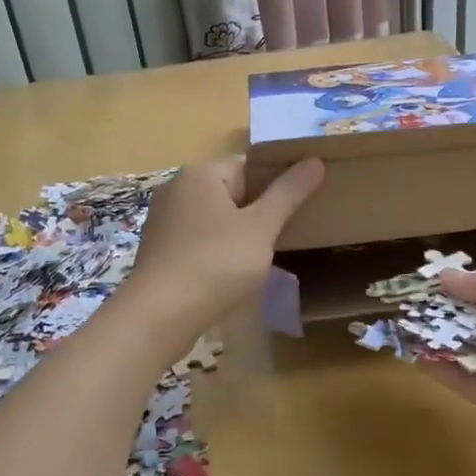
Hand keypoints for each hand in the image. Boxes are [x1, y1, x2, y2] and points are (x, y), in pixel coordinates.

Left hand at [124, 156, 323, 338]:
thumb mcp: (261, 227)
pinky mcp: (162, 250)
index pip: (250, 164)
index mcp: (201, 174)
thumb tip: (314, 160)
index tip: (304, 202)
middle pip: (232, 190)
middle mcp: (178, 189)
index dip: (279, 180)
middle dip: (261, 208)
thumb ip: (288, 193)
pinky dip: (221, 249)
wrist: (161, 315)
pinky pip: (201, 239)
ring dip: (242, 231)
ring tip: (269, 253)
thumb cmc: (216, 263)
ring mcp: (165, 220)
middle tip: (292, 229)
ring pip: (217, 217)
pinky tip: (236, 271)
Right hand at [420, 268, 475, 457]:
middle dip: (448, 314)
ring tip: (403, 321)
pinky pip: (470, 383)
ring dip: (440, 339)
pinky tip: (415, 350)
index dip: (468, 288)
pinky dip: (444, 368)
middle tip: (410, 300)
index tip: (434, 279)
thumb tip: (443, 276)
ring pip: (471, 354)